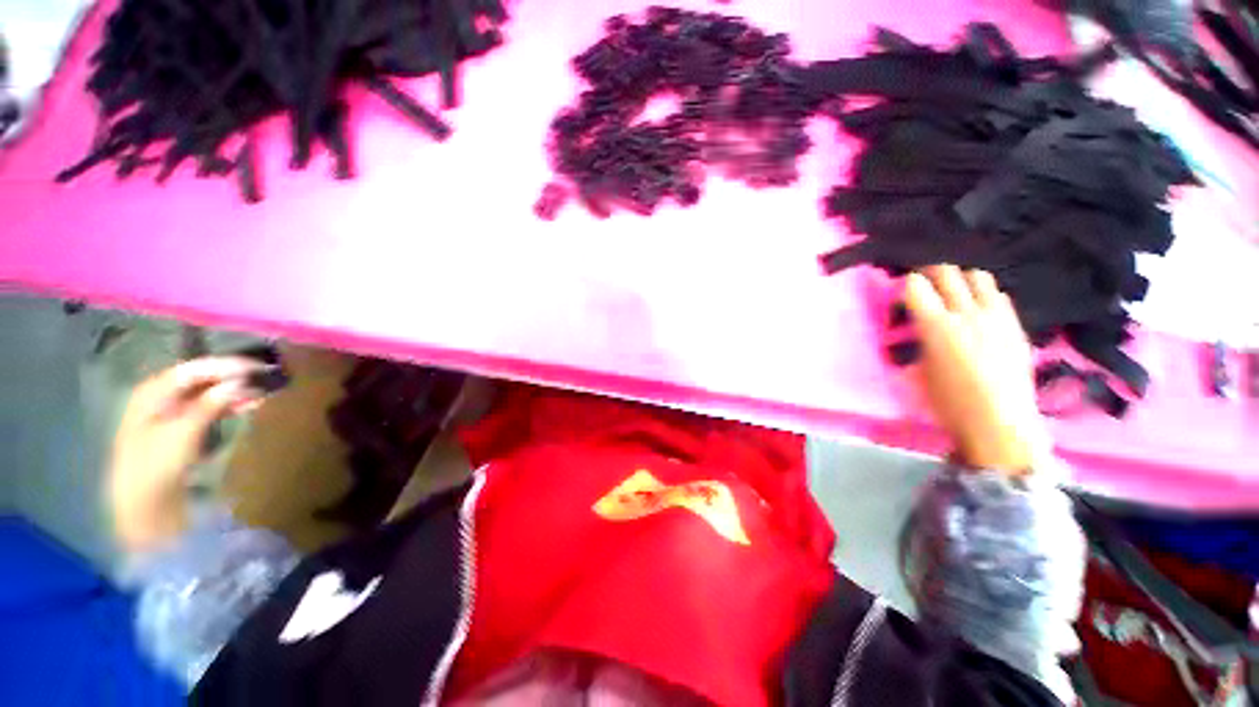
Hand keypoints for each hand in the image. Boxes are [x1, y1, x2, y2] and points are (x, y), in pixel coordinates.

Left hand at [110, 357, 268, 550]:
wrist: (143, 502)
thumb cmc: (156, 463)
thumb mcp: (184, 432)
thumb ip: (210, 403)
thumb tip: (241, 381)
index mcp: (153, 391)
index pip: (194, 369)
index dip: (225, 365)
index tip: (257, 366)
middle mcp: (161, 396)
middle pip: (201, 379)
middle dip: (232, 377)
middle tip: (264, 378)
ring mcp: (171, 413)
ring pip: (208, 393)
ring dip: (234, 392)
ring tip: (262, 391)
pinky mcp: (183, 428)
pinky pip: (209, 408)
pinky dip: (229, 405)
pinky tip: (248, 405)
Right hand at [905, 265, 1049, 474]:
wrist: (999, 423)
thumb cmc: (948, 402)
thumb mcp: (919, 371)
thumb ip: (918, 340)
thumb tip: (916, 326)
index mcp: (936, 326)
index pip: (915, 285)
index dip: (905, 284)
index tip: (901, 294)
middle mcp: (966, 313)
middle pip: (946, 272)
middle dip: (930, 273)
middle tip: (923, 284)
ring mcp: (996, 317)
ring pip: (978, 277)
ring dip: (960, 280)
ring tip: (953, 293)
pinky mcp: (1015, 325)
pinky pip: (999, 296)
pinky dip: (984, 295)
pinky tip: (978, 310)